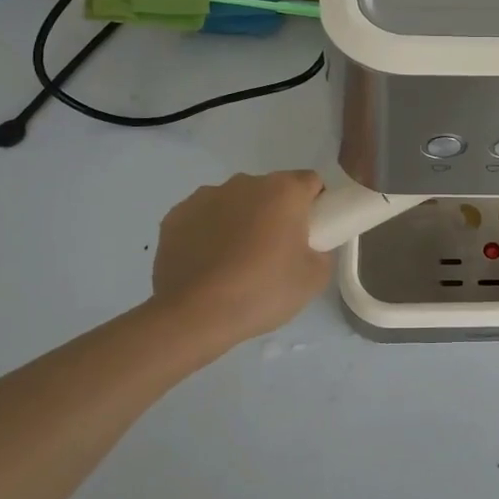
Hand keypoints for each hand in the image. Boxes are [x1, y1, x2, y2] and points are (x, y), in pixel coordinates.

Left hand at [150, 172, 332, 346]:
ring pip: (235, 203)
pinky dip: (208, 233)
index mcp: (283, 190)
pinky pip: (203, 218)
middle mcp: (245, 182)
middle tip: (275, 254)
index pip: (310, 183)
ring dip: (240, 221)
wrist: (194, 316)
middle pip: (271, 191)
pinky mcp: (175, 216)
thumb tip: (310, 246)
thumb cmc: (262, 291)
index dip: (315, 206)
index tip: (310, 235)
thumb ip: (322, 251)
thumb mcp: (314, 278)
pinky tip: (207, 265)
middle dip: (275, 214)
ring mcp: (206, 196)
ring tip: (235, 263)